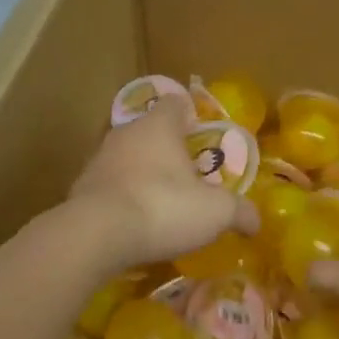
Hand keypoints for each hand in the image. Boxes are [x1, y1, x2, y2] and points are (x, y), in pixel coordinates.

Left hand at [70, 99, 256, 271]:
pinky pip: (109, 184)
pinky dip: (122, 196)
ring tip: (161, 201)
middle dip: (167, 148)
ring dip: (142, 172)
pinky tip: (134, 221)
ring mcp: (100, 157)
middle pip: (151, 130)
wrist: (95, 235)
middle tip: (188, 174)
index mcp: (160, 124)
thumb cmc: (162, 207)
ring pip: (128, 156)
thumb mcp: (214, 212)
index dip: (190, 116)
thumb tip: (257, 221)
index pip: (176, 103)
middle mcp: (127, 131)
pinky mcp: (81, 186)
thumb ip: (239, 211)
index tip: (202, 137)